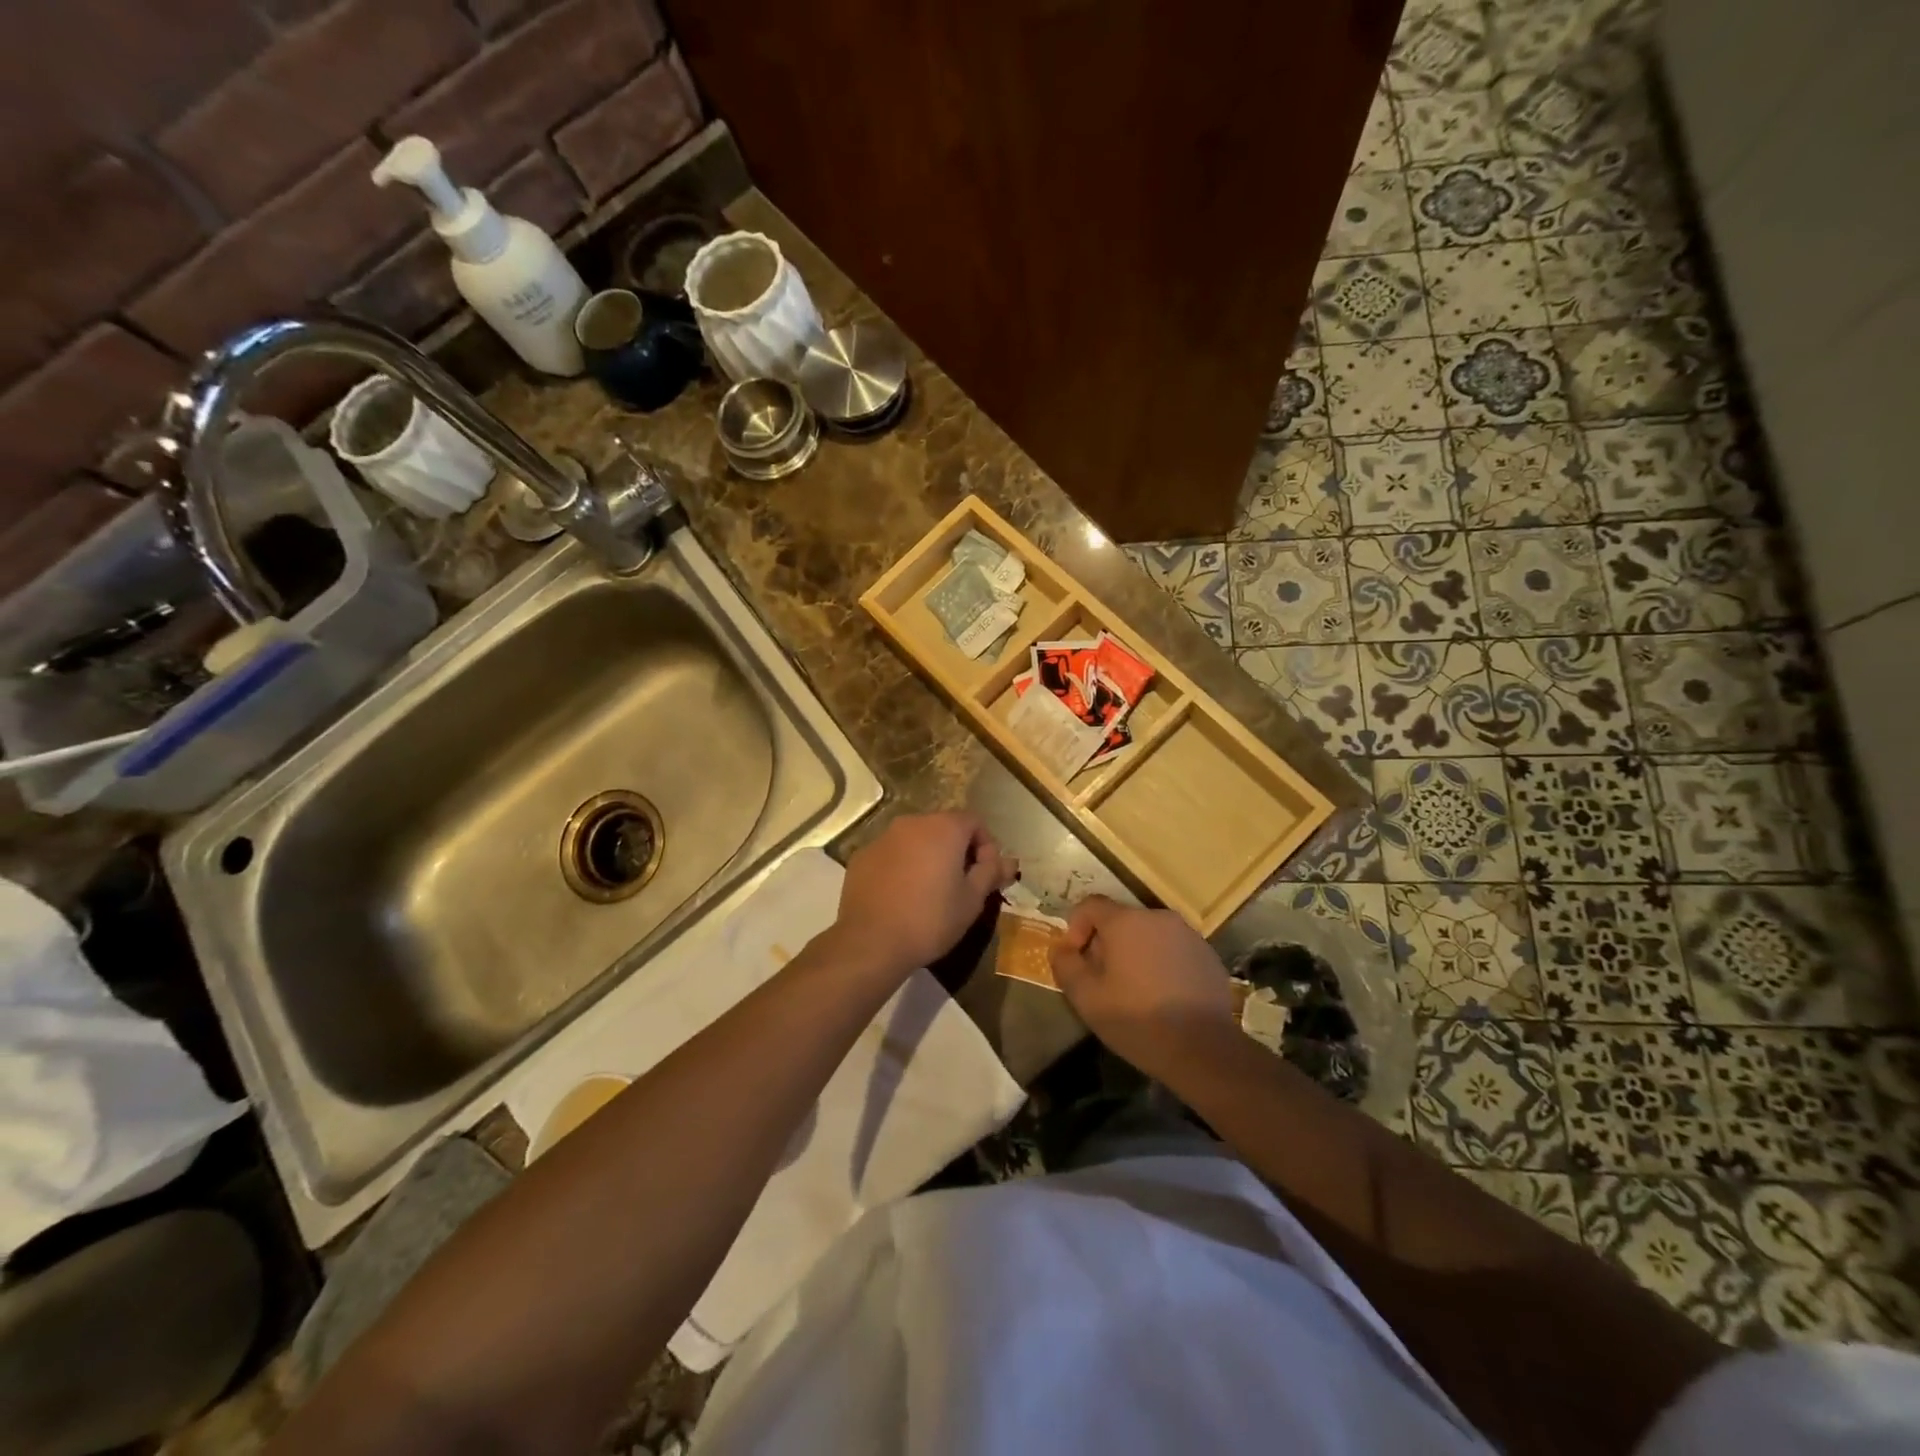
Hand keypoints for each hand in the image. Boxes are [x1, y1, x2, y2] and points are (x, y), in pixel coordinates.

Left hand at [833, 812, 1016, 975]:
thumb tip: (1008, 861)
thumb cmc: (931, 919)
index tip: (986, 875)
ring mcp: (883, 838)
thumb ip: (991, 873)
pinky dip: (902, 866)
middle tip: (962, 884)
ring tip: (931, 891)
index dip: (986, 846)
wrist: (871, 942)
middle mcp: (912, 823)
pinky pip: (892, 854)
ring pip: (915, 840)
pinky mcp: (862, 856)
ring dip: (928, 857)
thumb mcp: (972, 900)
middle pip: (943, 827)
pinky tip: (902, 896)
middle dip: (957, 850)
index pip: (974, 822)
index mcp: (943, 828)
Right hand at [1049, 895, 1238, 1078]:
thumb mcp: (1086, 998)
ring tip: (1134, 990)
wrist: (1204, 1050)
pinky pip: (1173, 949)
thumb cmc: (1138, 1020)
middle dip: (1106, 944)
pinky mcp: (1208, 955)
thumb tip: (1061, 949)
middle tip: (1103, 980)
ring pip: (1149, 934)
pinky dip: (1161, 963)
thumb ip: (1066, 965)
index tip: (1077, 959)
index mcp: (1126, 922)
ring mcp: (1188, 935)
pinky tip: (1163, 996)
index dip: (1076, 927)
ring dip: (1135, 953)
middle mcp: (1158, 917)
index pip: (1091, 905)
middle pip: (1121, 920)